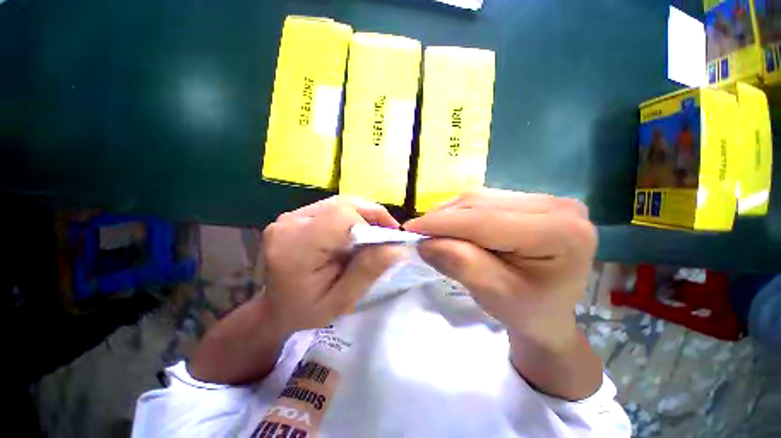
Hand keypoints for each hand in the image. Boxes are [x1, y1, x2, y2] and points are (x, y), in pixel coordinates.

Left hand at [262, 196, 408, 335]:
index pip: (340, 217)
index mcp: (296, 246)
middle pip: (342, 204)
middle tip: (388, 234)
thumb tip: (398, 248)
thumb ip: (367, 271)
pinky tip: (358, 230)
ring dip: (363, 215)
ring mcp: (291, 216)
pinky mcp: (296, 215)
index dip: (368, 226)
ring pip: (339, 202)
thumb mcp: (341, 301)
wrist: (275, 309)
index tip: (383, 244)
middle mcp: (290, 223)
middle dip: (371, 216)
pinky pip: (332, 207)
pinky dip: (352, 215)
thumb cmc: (305, 312)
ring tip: (376, 232)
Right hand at [404, 189, 595, 349]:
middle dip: (444, 218)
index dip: (443, 223)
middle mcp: (559, 207)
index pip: (486, 221)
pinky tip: (452, 224)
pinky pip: (486, 200)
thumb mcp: (493, 294)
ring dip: (451, 214)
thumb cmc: (527, 311)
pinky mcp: (532, 201)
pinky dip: (462, 212)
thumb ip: (461, 264)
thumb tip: (425, 242)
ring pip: (481, 198)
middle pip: (483, 204)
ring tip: (432, 230)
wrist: (549, 312)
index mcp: (562, 234)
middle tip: (418, 232)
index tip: (410, 229)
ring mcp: (547, 200)